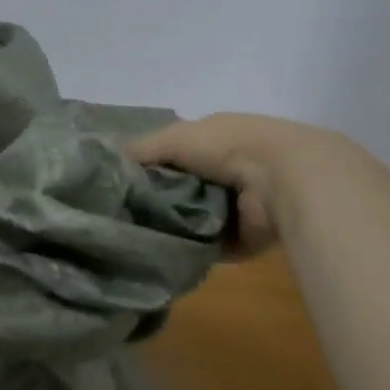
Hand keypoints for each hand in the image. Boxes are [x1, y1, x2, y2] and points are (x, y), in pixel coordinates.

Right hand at [130, 114, 355, 259]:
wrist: (283, 179)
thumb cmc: (226, 147)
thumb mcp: (172, 138)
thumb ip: (140, 150)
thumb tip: (105, 161)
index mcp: (211, 140)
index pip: (169, 153)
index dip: (144, 165)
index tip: (114, 181)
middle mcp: (223, 170)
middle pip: (177, 187)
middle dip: (153, 198)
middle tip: (119, 213)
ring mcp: (235, 206)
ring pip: (189, 218)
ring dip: (169, 225)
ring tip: (134, 235)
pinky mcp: (242, 238)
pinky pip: (205, 246)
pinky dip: (188, 248)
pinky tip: (160, 251)